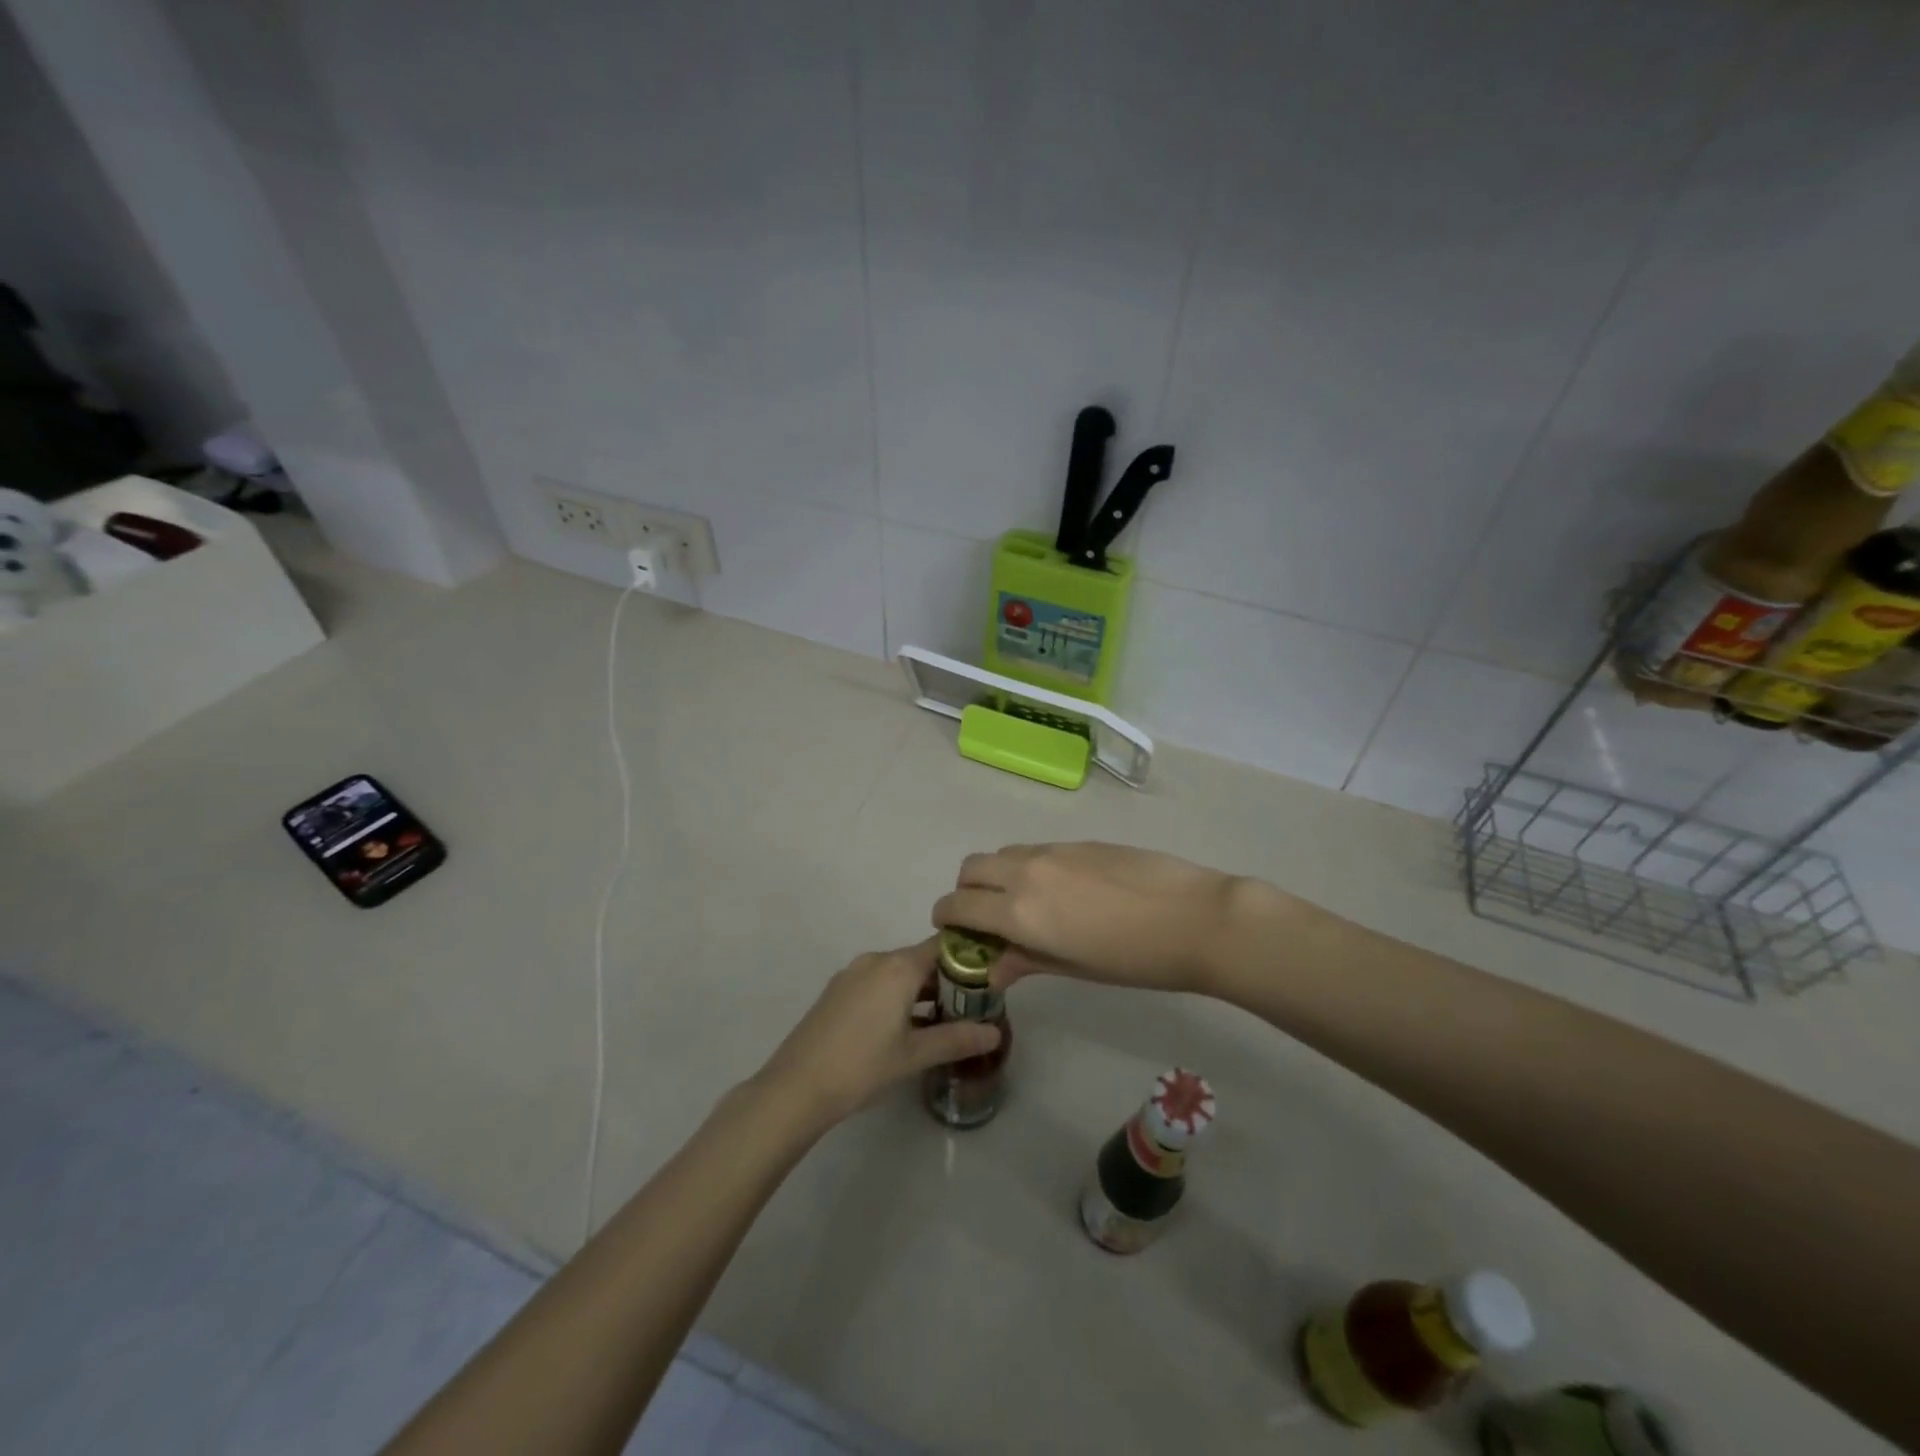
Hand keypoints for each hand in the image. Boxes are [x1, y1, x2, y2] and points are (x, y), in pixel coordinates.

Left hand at [750, 939, 1001, 1134]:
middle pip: (921, 958)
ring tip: (942, 1020)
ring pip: (898, 972)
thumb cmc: (862, 1066)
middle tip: (970, 1007)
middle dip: (946, 979)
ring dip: (920, 990)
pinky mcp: (837, 991)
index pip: (943, 946)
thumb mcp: (914, 1055)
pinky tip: (904, 1027)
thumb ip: (956, 1039)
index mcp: (898, 967)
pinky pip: (877, 982)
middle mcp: (876, 960)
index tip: (988, 979)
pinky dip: (896, 996)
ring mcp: (852, 973)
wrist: (796, 1087)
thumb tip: (995, 1033)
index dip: (968, 958)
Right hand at [932, 842, 1248, 994]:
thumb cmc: (1135, 959)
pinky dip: (1027, 866)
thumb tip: (992, 969)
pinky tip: (1061, 890)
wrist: (1195, 917)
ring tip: (1024, 902)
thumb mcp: (1074, 968)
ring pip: (1003, 854)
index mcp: (1019, 912)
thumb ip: (1025, 961)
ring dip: (997, 875)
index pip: (958, 906)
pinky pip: (1034, 849)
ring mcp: (1052, 852)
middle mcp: (1025, 873)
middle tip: (986, 917)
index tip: (952, 931)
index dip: (945, 918)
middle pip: (971, 869)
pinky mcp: (1078, 842)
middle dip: (966, 892)